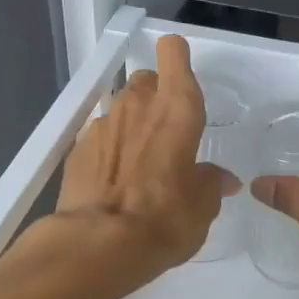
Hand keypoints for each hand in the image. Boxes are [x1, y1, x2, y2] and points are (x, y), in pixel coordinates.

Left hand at [52, 33, 238, 283]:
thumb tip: (222, 179)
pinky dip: (108, 151)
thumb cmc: (165, 218)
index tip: (182, 75)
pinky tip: (112, 182)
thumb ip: (212, 183)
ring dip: (131, 126)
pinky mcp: (76, 148)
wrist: (98, 244)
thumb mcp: (203, 206)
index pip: (174, 53)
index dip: (177, 58)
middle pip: (146, 79)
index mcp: (177, 109)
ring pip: (121, 108)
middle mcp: (137, 104)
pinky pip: (99, 137)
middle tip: (165, 133)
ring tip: (138, 165)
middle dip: (155, 97)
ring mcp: (102, 124)